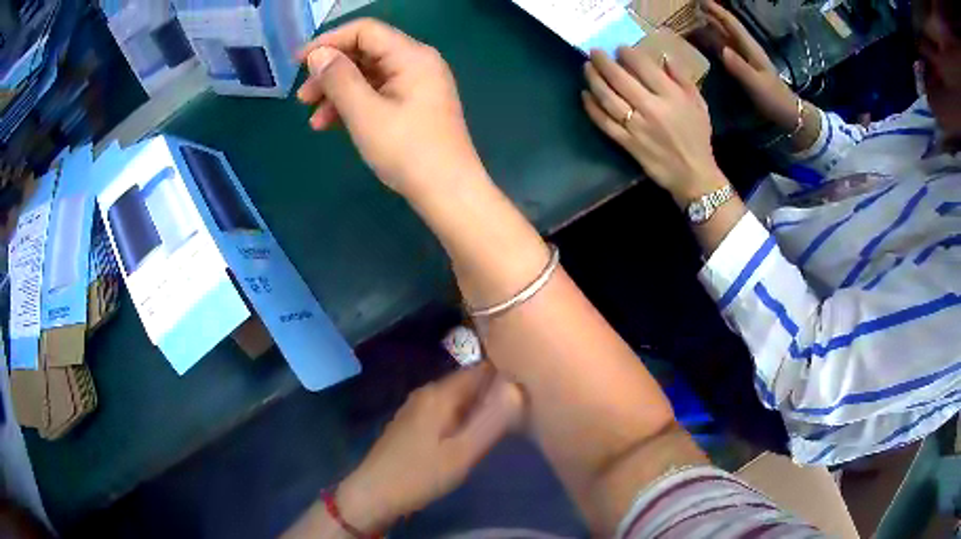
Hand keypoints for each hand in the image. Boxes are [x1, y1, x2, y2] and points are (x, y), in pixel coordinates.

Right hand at [296, 19, 485, 198]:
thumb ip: (339, 79)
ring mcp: (417, 85)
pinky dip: (354, 105)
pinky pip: (378, 94)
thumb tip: (318, 55)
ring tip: (313, 119)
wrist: (449, 193)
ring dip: (337, 93)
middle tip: (302, 98)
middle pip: (365, 53)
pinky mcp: (414, 105)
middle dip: (330, 72)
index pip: (365, 31)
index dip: (329, 41)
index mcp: (412, 56)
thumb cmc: (407, 151)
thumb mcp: (365, 113)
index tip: (299, 62)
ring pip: (368, 76)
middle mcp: (417, 63)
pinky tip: (331, 125)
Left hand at [336, 365, 524, 532]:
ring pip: (457, 398)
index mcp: (440, 394)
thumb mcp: (463, 453)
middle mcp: (427, 393)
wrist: (374, 492)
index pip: (480, 370)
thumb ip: (492, 421)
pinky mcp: (411, 422)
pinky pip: (445, 409)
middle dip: (493, 393)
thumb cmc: (421, 474)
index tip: (528, 388)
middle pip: (468, 383)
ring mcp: (416, 407)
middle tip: (520, 410)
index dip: (506, 375)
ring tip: (502, 422)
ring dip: (479, 406)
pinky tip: (470, 434)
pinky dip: (462, 416)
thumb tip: (517, 389)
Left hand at [582, 47, 727, 203]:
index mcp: (671, 97)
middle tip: (593, 52)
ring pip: (608, 98)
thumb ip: (682, 78)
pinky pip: (604, 122)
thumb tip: (663, 56)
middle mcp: (651, 108)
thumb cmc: (697, 136)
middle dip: (603, 62)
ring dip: (594, 80)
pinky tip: (585, 95)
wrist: (693, 174)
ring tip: (586, 68)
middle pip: (620, 79)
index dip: (627, 54)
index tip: (619, 48)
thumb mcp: (698, 103)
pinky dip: (592, 107)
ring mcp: (636, 127)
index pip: (643, 67)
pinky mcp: (627, 143)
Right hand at [701, 0, 798, 129]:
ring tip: (688, 19)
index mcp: (749, 48)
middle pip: (724, 26)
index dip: (716, 10)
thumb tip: (722, 50)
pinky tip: (700, 41)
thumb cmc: (774, 98)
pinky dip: (710, 42)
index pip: (730, 23)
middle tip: (688, 7)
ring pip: (722, 36)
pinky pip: (722, 48)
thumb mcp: (757, 84)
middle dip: (708, 14)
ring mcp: (743, 57)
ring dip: (707, 27)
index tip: (699, 0)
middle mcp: (745, 48)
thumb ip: (740, 67)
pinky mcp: (741, 66)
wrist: (787, 113)